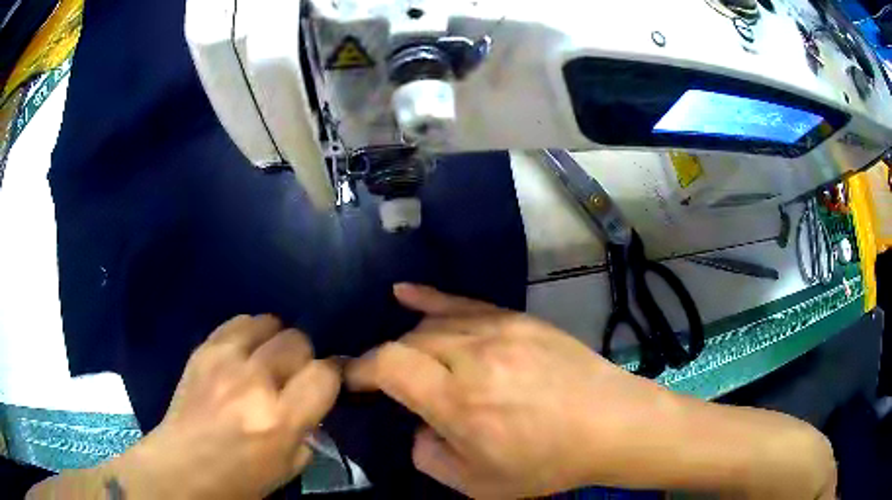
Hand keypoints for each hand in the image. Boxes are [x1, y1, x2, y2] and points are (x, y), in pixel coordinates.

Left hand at [107, 315, 340, 498]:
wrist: (181, 467)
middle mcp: (253, 382)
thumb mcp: (288, 466)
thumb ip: (307, 431)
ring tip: (267, 361)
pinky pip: (237, 322)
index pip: (324, 373)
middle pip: (297, 340)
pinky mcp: (202, 350)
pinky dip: (249, 334)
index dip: (331, 375)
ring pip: (268, 322)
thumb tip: (310, 405)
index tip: (325, 384)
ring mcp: (223, 360)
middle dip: (303, 358)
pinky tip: (243, 354)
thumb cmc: (238, 479)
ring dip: (275, 341)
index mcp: (279, 419)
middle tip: (292, 377)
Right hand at [346, 284, 663, 497]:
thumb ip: (429, 457)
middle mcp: (474, 357)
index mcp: (460, 402)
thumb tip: (417, 426)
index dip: (362, 370)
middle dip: (386, 363)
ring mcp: (499, 331)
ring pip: (432, 324)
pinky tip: (404, 292)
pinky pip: (465, 301)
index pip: (389, 364)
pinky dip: (430, 298)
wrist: (611, 424)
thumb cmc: (548, 462)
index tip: (353, 383)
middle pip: (408, 342)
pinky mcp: (519, 319)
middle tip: (386, 385)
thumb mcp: (479, 484)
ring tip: (409, 363)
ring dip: (410, 342)